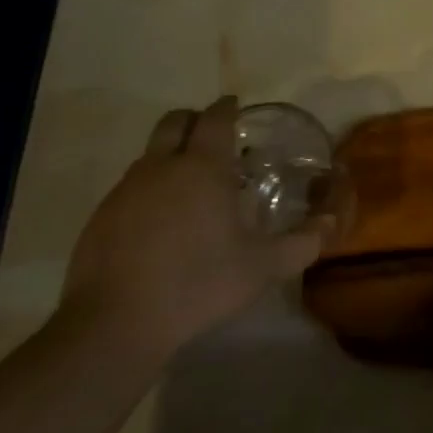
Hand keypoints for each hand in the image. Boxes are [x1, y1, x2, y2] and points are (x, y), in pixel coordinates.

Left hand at [62, 97, 336, 358]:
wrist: (114, 324)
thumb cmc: (198, 284)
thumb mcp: (262, 268)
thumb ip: (303, 242)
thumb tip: (331, 222)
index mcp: (203, 167)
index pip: (215, 117)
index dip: (228, 108)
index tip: (237, 108)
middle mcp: (161, 166)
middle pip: (176, 121)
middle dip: (196, 121)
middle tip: (216, 140)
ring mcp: (125, 189)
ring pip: (151, 154)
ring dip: (172, 156)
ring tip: (193, 186)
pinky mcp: (101, 216)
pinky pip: (131, 186)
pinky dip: (150, 188)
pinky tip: (162, 223)